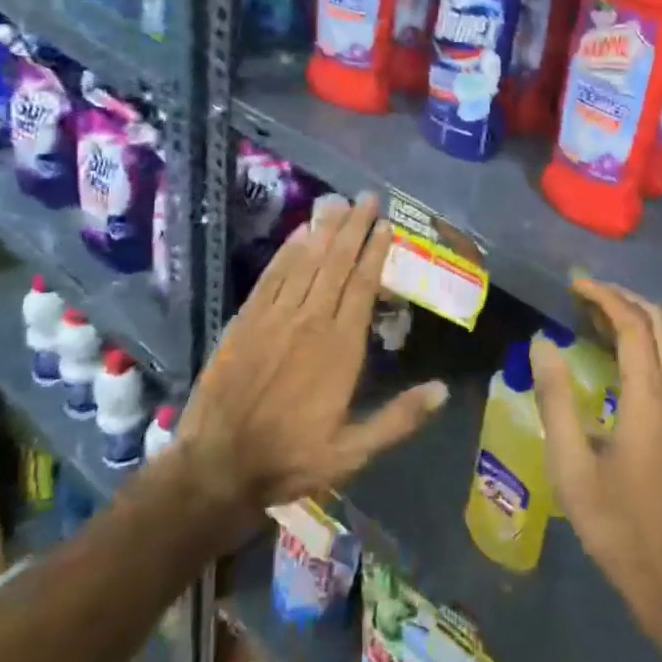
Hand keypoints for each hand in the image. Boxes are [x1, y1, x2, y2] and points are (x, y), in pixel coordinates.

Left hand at [175, 193, 447, 524]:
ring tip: (337, 202)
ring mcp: (275, 316)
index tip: (385, 224)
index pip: (363, 285)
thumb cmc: (291, 457)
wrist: (218, 464)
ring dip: (323, 230)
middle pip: (336, 262)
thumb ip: (398, 418)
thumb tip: (443, 390)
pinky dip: (287, 252)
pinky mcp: (246, 320)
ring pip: (305, 262)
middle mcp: (311, 321)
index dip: (375, 251)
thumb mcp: (353, 451)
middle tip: (366, 196)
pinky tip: (298, 233)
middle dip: (353, 227)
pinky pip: (272, 276)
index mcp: (341, 347)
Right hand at [533, 279, 661, 642]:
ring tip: (591, 317)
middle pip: (658, 324)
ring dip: (634, 320)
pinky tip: (614, 357)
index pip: (633, 325)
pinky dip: (643, 344)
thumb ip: (556, 399)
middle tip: (582, 293)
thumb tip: (542, 343)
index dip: (604, 297)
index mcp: (651, 399)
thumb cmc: (618, 526)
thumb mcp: (572, 466)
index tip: (574, 283)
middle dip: (621, 299)